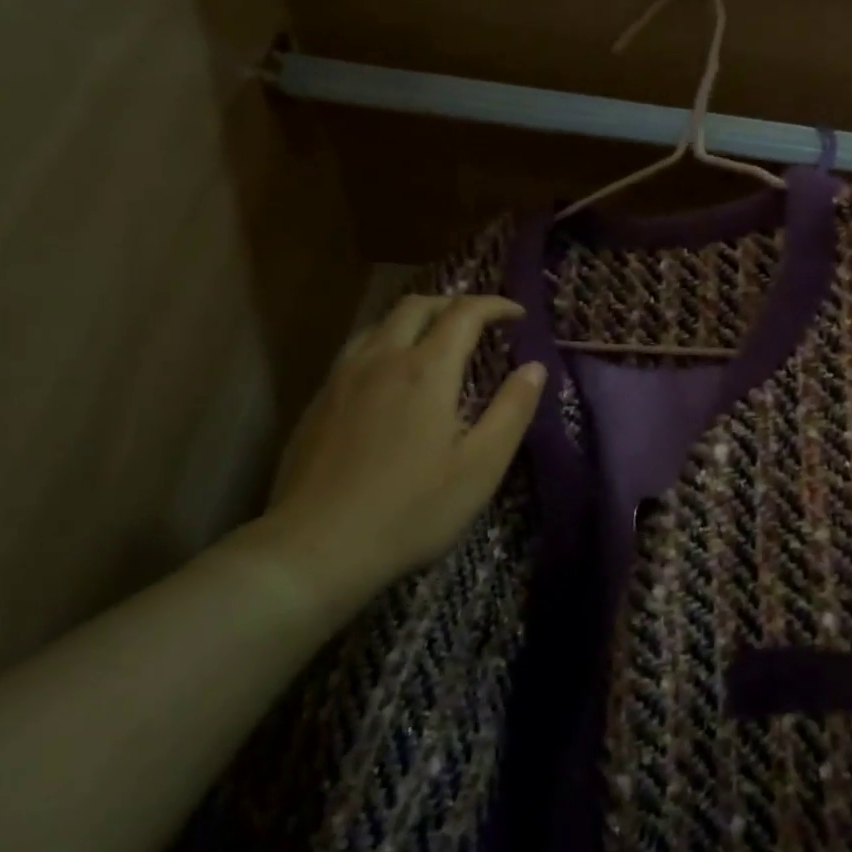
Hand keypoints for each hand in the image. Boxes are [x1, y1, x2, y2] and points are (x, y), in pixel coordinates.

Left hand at [231, 294, 546, 624]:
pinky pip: (355, 351)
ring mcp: (342, 379)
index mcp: (426, 370)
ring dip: (414, 319)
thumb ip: (512, 411)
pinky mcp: (317, 402)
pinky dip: (384, 343)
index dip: (495, 306)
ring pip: (379, 324)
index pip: (464, 314)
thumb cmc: (412, 510)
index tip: (518, 315)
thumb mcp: (480, 467)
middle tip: (478, 321)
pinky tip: (388, 378)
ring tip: (433, 340)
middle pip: (416, 306)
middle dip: (453, 304)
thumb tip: (535, 368)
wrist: (317, 547)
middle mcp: (381, 360)